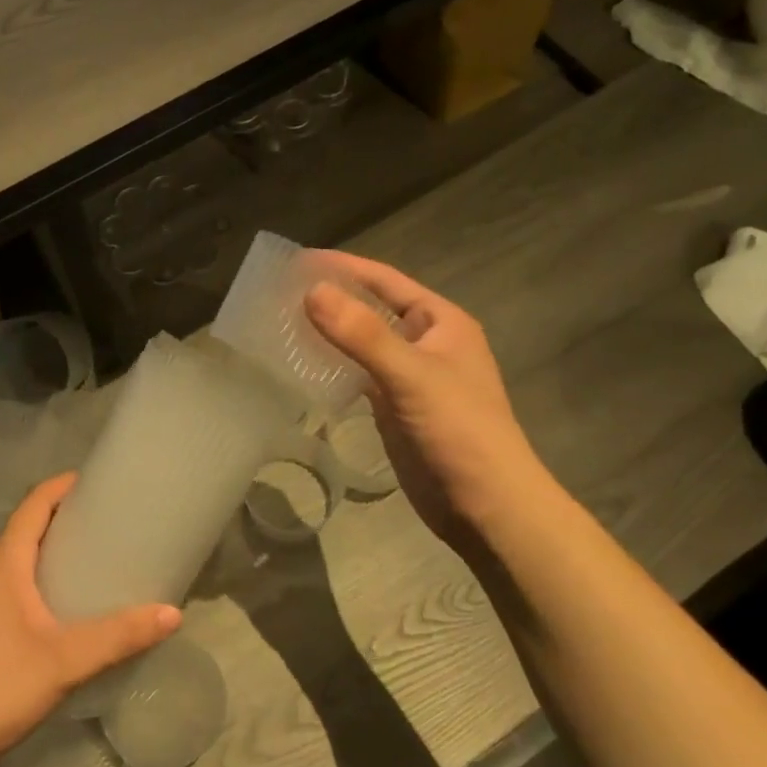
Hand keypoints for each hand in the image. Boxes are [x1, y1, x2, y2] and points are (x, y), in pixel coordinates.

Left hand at [0, 474, 180, 766]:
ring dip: (51, 550)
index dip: (64, 485)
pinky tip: (64, 608)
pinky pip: (11, 586)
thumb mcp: (66, 661)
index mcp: (3, 563)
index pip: (34, 503)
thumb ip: (120, 636)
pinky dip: (39, 579)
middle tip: (111, 522)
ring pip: (18, 559)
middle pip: (27, 527)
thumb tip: (172, 613)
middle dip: (66, 517)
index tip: (100, 481)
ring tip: (95, 560)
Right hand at [305, 251, 541, 546]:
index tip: (297, 260)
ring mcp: (409, 378)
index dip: (344, 268)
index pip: (386, 281)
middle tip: (279, 293)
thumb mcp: (411, 375)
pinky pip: (358, 377)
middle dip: (332, 299)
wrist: (486, 506)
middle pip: (371, 310)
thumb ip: (362, 334)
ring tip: (281, 324)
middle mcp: (426, 343)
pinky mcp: (395, 409)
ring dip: (329, 334)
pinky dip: (332, 368)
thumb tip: (311, 291)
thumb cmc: (459, 431)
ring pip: (362, 345)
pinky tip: (302, 366)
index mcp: (441, 322)